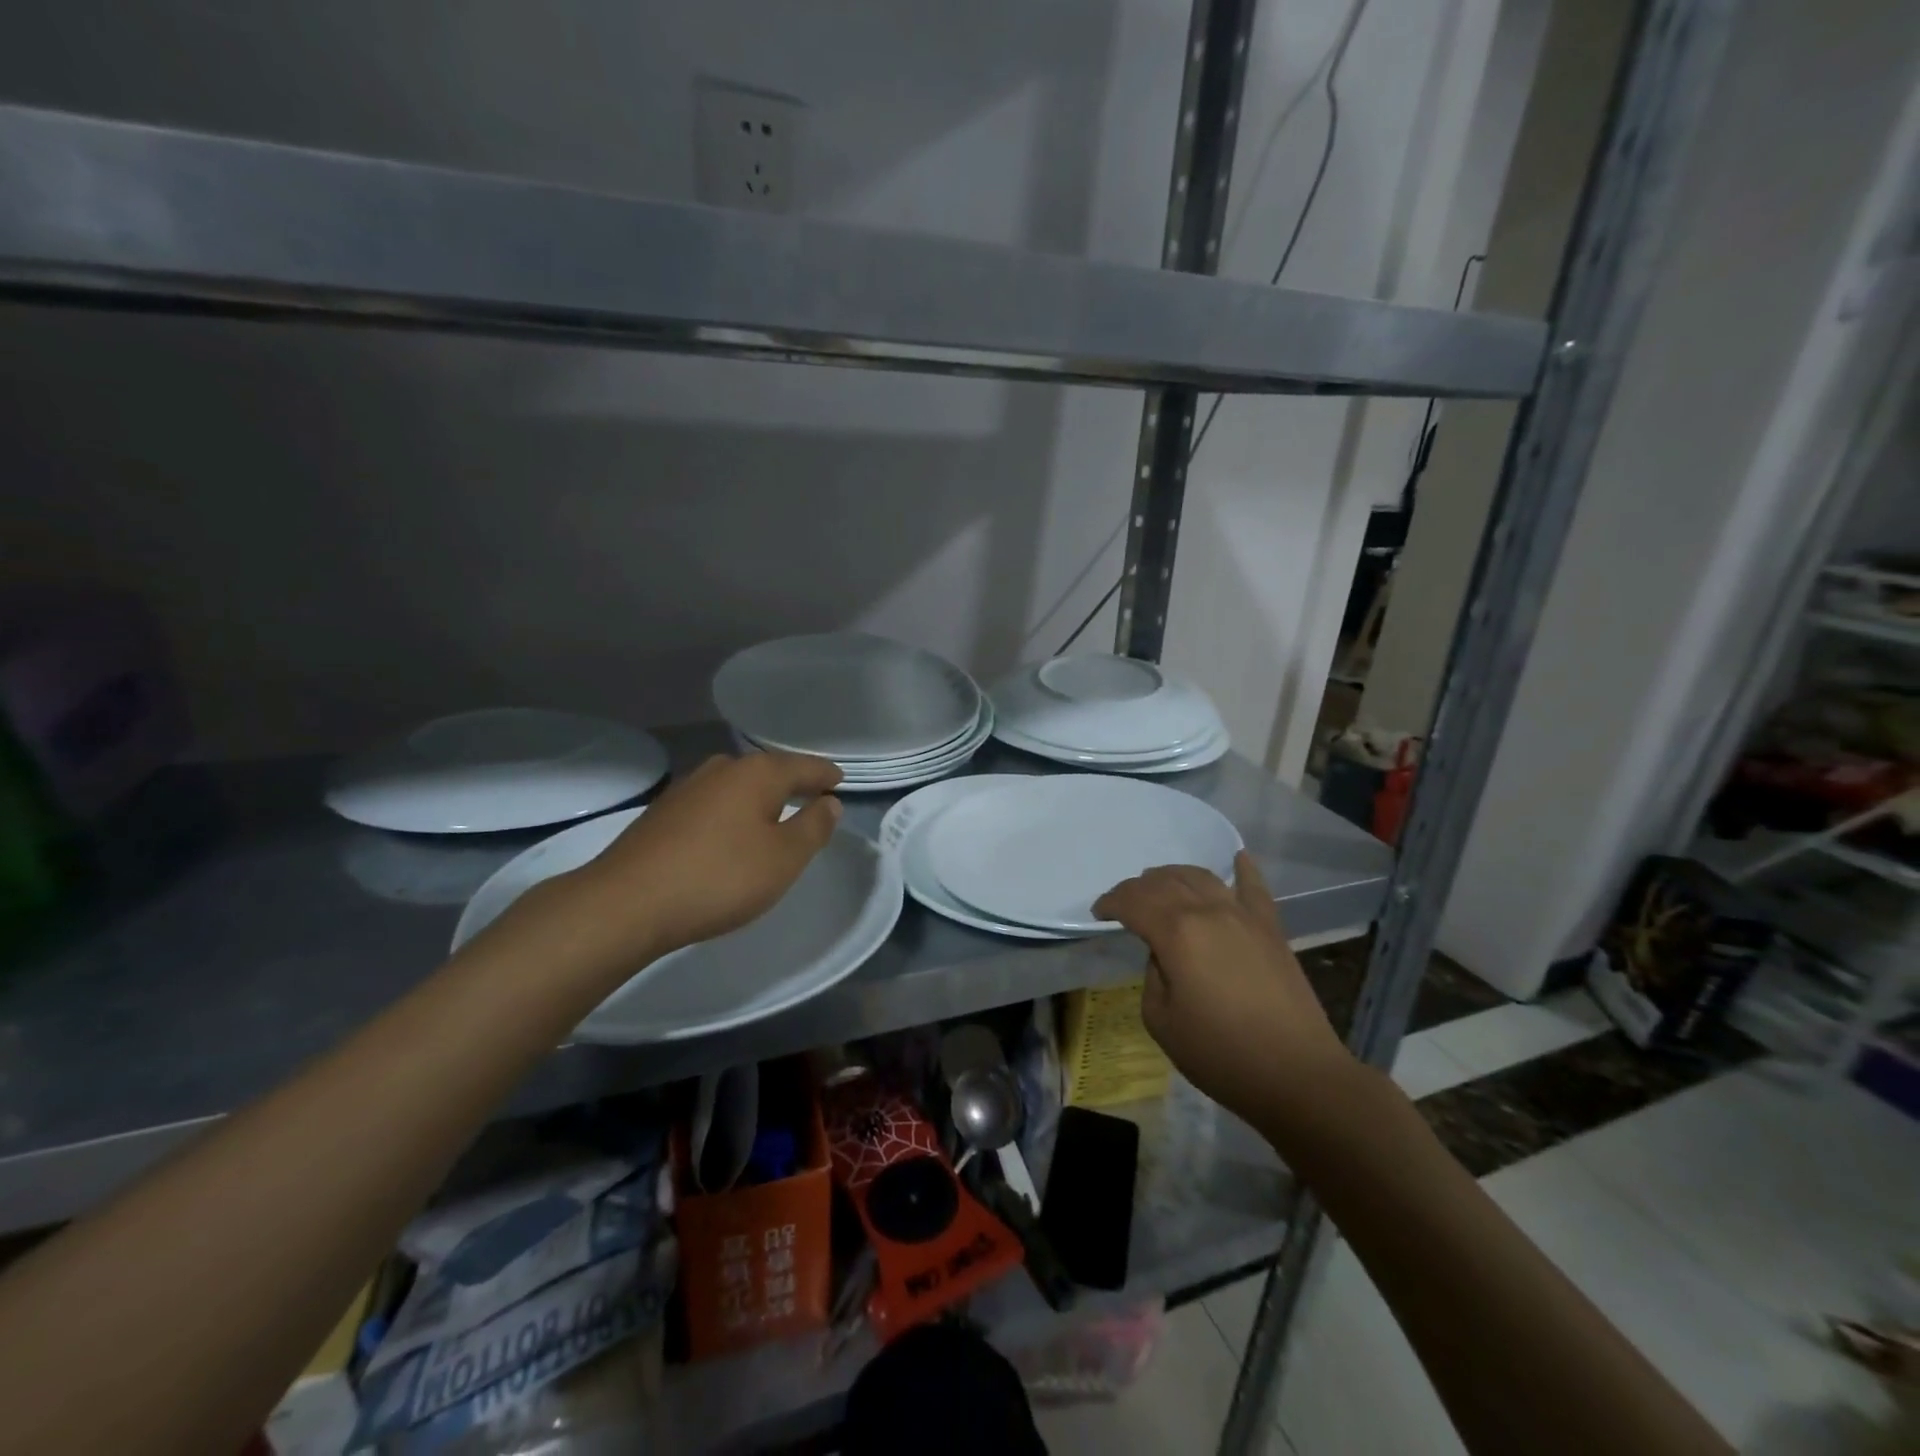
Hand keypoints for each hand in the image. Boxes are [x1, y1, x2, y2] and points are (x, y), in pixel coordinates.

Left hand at [500, 752, 842, 977]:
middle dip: (791, 783)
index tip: (840, 782)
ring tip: (773, 816)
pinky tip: (730, 834)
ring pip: (737, 787)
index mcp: (756, 773)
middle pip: (767, 771)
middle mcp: (721, 769)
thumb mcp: (784, 858)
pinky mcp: (662, 813)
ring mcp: (687, 788)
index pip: (802, 767)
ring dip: (758, 799)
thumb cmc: (720, 877)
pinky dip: (731, 814)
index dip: (825, 776)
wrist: (627, 903)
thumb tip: (829, 802)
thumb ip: (813, 827)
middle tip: (811, 798)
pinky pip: (713, 804)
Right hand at [1093, 851, 1352, 1128]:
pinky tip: (1237, 858)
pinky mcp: (1271, 928)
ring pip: (1201, 877)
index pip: (1133, 902)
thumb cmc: (1220, 1053)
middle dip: (1138, 888)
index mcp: (1175, 932)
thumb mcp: (1161, 1020)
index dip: (1111, 903)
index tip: (1098, 914)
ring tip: (1161, 885)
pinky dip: (1243, 869)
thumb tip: (1164, 955)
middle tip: (1124, 903)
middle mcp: (1208, 911)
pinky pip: (1255, 887)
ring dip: (1175, 876)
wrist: (1296, 1074)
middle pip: (1165, 882)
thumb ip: (1152, 975)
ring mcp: (1244, 915)